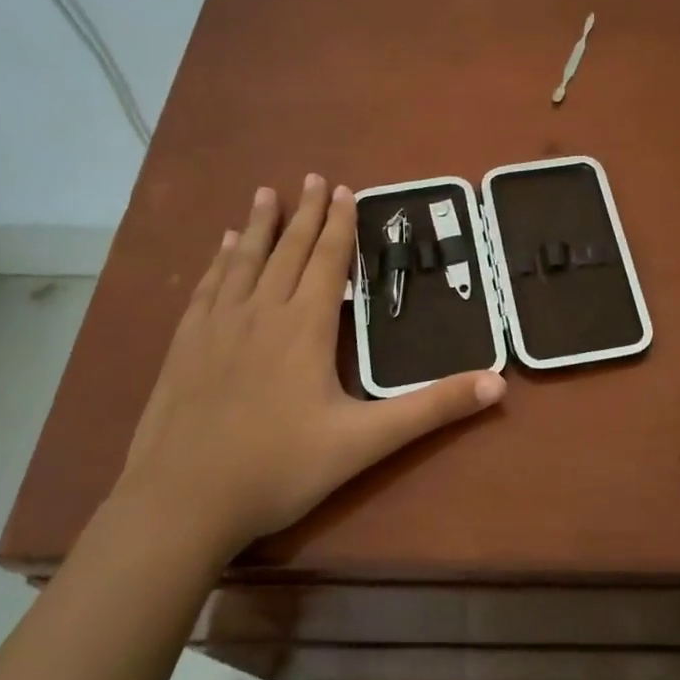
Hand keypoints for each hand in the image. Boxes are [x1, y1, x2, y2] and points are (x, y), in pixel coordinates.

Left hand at [112, 175, 504, 557]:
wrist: (181, 502)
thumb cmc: (279, 468)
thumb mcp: (365, 442)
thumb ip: (431, 409)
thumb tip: (498, 384)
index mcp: (304, 328)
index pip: (327, 262)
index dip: (338, 226)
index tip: (343, 190)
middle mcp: (261, 313)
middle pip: (287, 251)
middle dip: (304, 213)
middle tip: (313, 177)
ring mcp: (217, 327)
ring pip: (244, 261)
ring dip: (259, 225)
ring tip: (266, 194)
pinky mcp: (185, 346)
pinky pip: (208, 287)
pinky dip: (220, 261)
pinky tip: (223, 248)